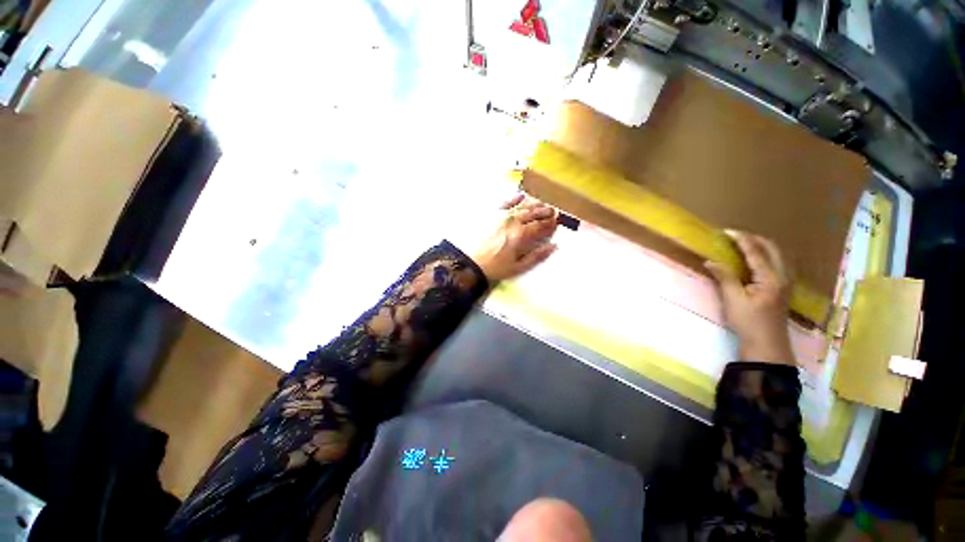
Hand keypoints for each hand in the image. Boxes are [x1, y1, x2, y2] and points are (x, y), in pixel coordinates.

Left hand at [472, 193, 557, 282]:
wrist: (471, 263)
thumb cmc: (496, 267)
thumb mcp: (518, 267)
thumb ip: (537, 256)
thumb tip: (554, 246)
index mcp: (520, 235)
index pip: (540, 226)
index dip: (550, 223)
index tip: (557, 221)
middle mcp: (513, 222)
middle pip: (533, 213)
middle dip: (545, 211)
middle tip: (553, 211)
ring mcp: (501, 216)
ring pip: (522, 206)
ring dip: (534, 204)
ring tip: (542, 203)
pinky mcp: (491, 214)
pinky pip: (505, 202)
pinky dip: (514, 198)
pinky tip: (521, 195)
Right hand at [705, 231, 794, 364]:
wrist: (767, 345)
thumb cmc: (748, 322)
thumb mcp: (733, 300)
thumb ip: (724, 278)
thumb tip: (710, 261)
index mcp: (770, 278)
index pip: (756, 252)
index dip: (741, 240)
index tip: (727, 231)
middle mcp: (782, 276)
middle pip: (772, 249)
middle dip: (754, 239)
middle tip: (735, 236)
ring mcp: (786, 282)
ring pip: (777, 255)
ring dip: (761, 246)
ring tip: (743, 245)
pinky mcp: (783, 288)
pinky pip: (777, 264)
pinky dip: (765, 256)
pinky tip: (754, 260)